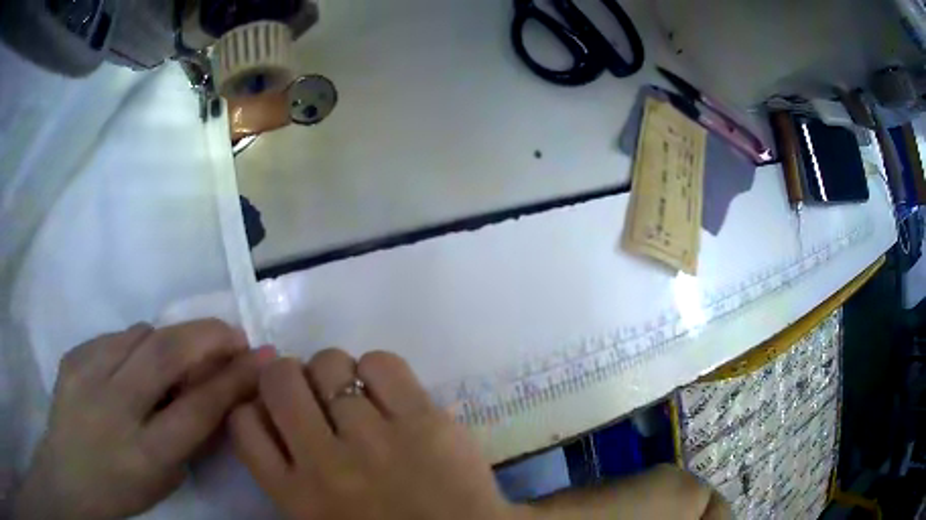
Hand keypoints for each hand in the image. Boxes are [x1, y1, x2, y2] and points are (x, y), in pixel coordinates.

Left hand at [14, 319, 273, 519]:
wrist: (69, 474)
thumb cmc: (124, 489)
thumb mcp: (167, 479)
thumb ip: (191, 435)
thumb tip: (219, 390)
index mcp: (146, 454)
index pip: (199, 408)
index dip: (234, 378)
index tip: (261, 356)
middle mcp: (115, 410)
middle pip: (166, 354)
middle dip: (207, 335)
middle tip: (230, 333)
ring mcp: (88, 377)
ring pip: (140, 335)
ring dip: (169, 340)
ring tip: (177, 355)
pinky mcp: (73, 357)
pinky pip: (115, 338)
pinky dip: (135, 344)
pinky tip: (133, 365)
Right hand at [229, 349, 525, 519]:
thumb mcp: (319, 518)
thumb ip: (287, 476)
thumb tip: (273, 418)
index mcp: (296, 496)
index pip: (243, 424)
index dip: (255, 405)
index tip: (273, 408)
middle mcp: (324, 463)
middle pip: (280, 379)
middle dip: (288, 376)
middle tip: (312, 393)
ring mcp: (374, 439)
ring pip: (329, 364)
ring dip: (334, 372)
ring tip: (353, 393)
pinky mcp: (423, 421)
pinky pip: (381, 363)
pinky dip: (377, 369)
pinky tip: (389, 392)